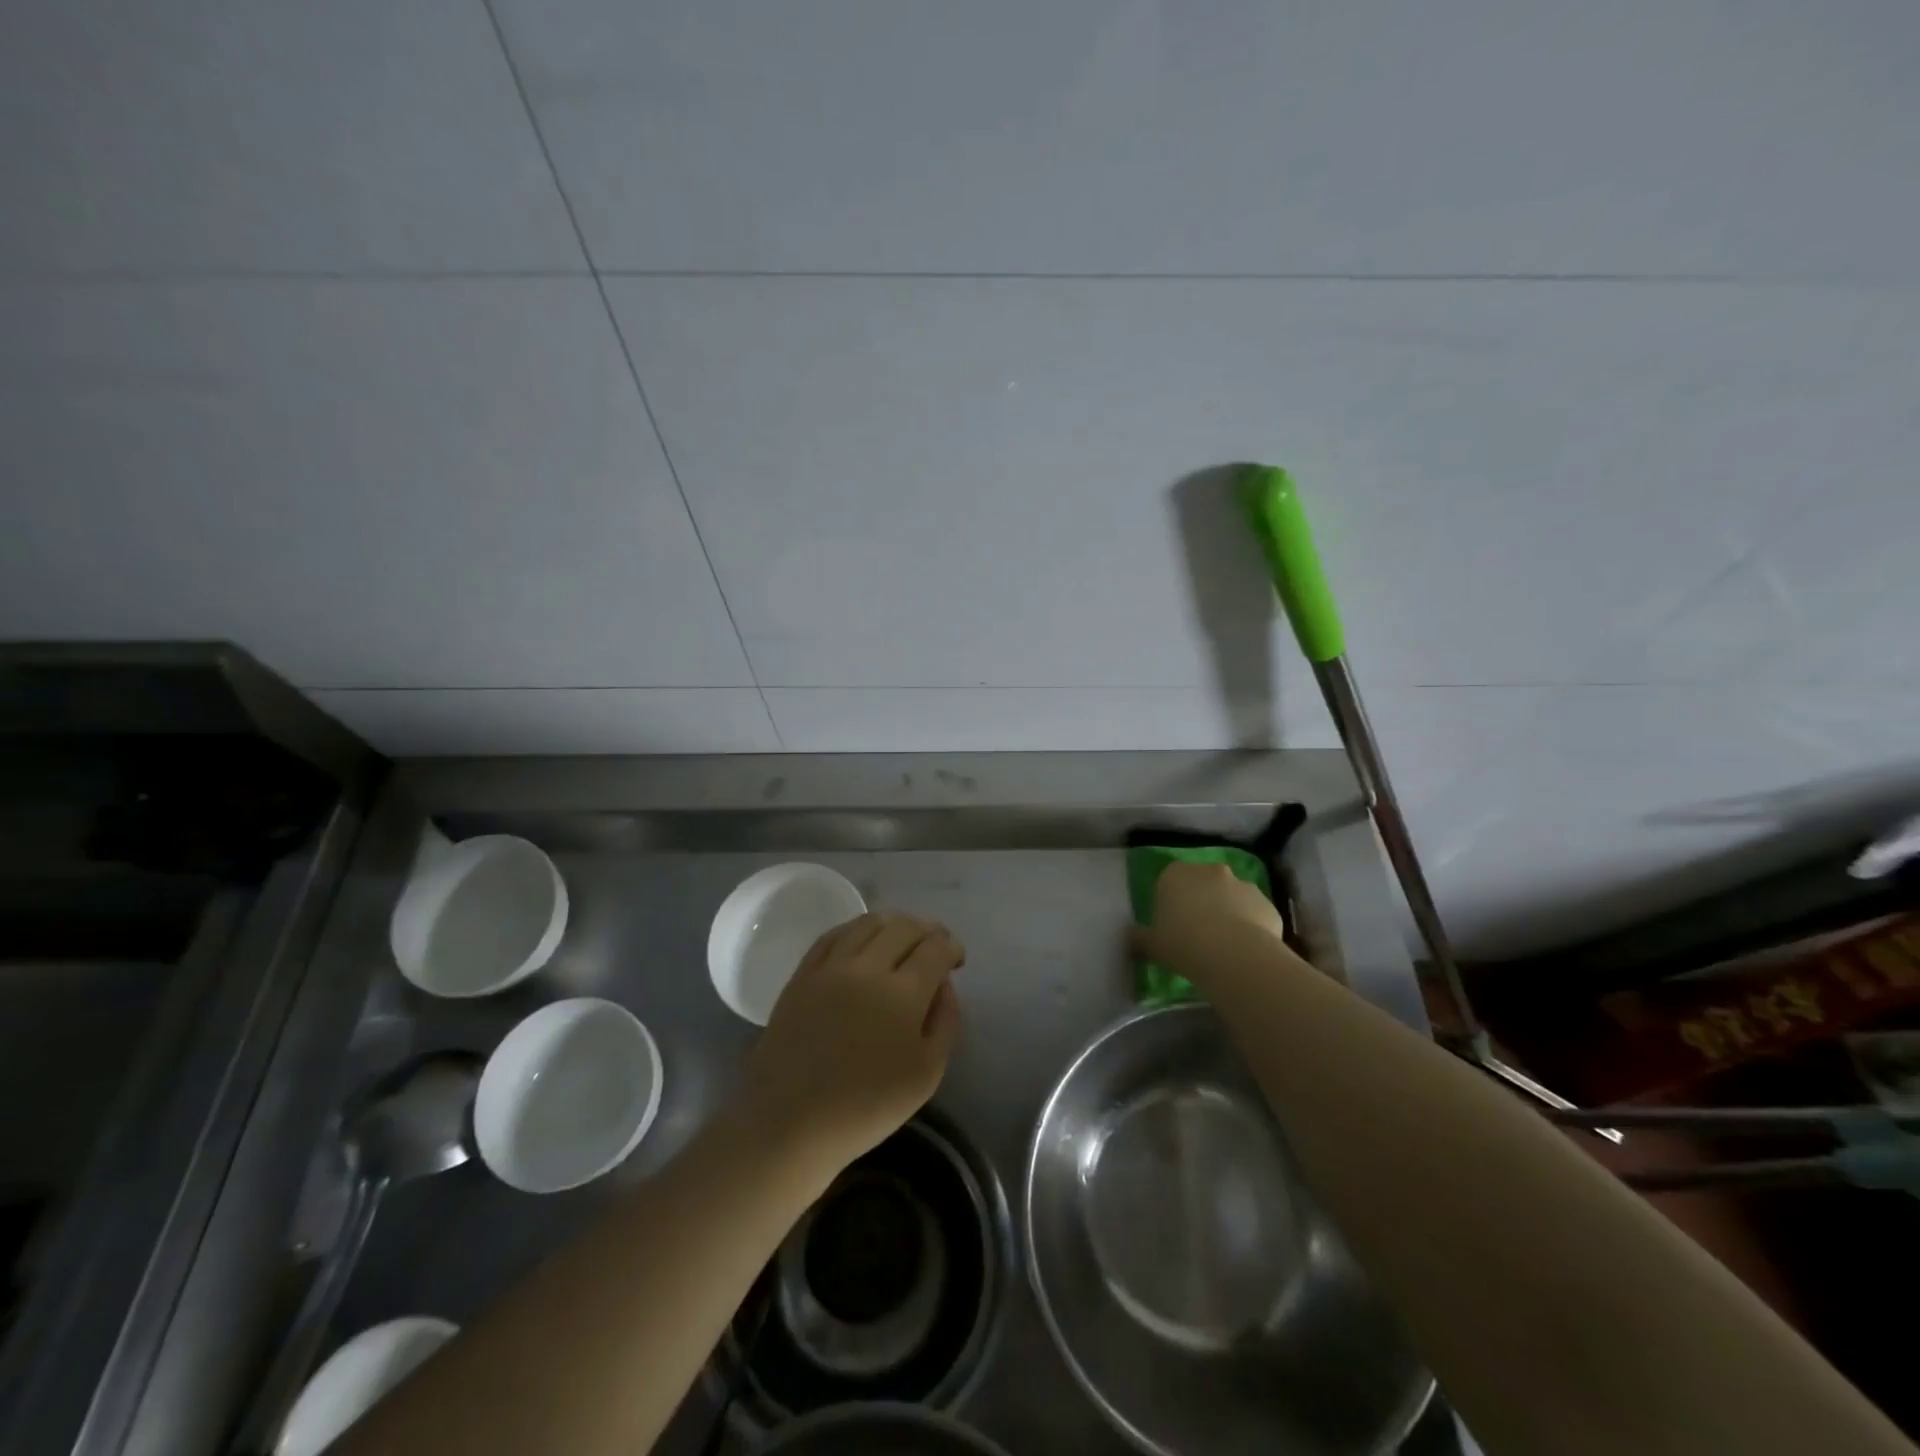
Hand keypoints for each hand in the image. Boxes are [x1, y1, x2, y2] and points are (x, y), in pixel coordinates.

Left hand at [740, 912, 963, 1176]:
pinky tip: (863, 938)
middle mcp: (867, 967)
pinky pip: (833, 935)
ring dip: (895, 922)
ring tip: (904, 935)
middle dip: (928, 930)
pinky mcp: (802, 974)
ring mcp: (830, 967)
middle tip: (937, 944)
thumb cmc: (865, 1107)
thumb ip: (945, 1022)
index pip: (935, 949)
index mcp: (903, 993)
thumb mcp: (926, 1075)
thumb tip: (943, 985)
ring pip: (868, 923)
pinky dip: (856, 928)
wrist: (790, 1122)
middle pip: (905, 927)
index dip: (952, 948)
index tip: (957, 959)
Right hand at [1133, 861, 1287, 979]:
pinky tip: (1245, 952)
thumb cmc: (1182, 943)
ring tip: (1224, 946)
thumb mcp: (1150, 945)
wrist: (1233, 955)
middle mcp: (1210, 871)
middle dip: (1202, 902)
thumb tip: (1131, 939)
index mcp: (1175, 874)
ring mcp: (1243, 884)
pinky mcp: (1267, 904)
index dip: (1171, 901)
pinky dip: (1251, 928)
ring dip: (1229, 913)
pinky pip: (1255, 915)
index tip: (1171, 924)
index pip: (1169, 880)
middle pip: (1203, 884)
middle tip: (1197, 934)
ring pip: (1232, 898)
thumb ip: (1139, 938)